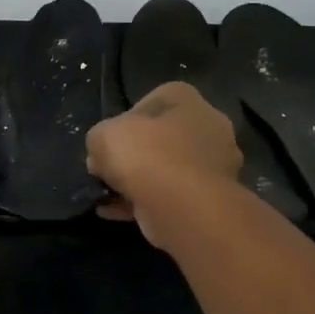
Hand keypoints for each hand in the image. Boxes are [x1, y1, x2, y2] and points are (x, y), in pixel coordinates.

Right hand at [86, 82, 241, 238]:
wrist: (183, 207)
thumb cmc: (146, 156)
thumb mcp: (102, 136)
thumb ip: (99, 140)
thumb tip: (101, 158)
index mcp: (187, 100)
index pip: (153, 102)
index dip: (125, 121)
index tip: (110, 141)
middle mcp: (208, 127)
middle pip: (161, 138)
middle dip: (134, 155)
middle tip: (107, 170)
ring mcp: (215, 165)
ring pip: (167, 170)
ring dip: (138, 182)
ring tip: (106, 196)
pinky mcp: (211, 199)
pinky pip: (172, 196)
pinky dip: (145, 203)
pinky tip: (114, 213)